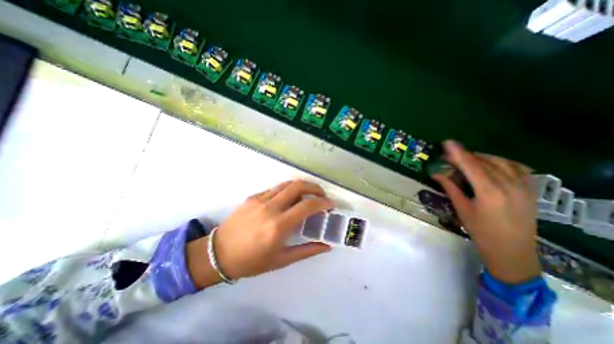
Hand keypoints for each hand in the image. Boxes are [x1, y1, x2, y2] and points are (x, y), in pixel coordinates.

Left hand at [187, 181, 332, 287]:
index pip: (307, 205)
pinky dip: (287, 190)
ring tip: (307, 195)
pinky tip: (288, 200)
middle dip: (314, 187)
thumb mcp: (282, 260)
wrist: (218, 254)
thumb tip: (326, 246)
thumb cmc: (251, 261)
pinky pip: (275, 189)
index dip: (323, 202)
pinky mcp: (252, 197)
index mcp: (279, 226)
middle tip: (321, 195)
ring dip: (301, 186)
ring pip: (286, 184)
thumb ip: (307, 251)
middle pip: (298, 186)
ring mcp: (260, 199)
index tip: (331, 204)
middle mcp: (270, 208)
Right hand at [429, 140, 537, 284]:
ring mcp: (524, 187)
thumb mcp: (462, 209)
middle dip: (467, 155)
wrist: (512, 252)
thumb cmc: (481, 232)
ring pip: (502, 162)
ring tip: (468, 158)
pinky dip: (502, 162)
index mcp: (489, 192)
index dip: (458, 153)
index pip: (471, 166)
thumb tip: (435, 174)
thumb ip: (450, 188)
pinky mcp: (531, 190)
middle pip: (485, 162)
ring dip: (483, 157)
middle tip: (451, 155)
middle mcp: (509, 185)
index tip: (447, 143)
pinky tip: (492, 163)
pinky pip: (518, 168)